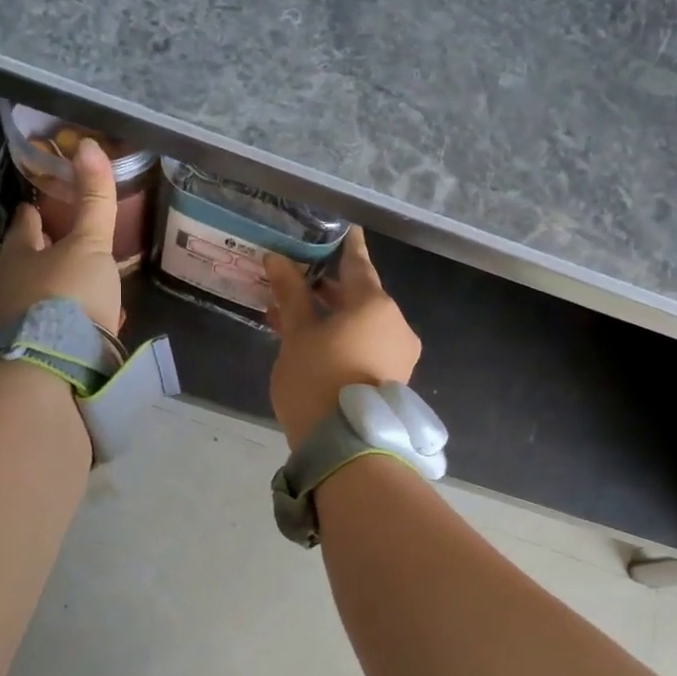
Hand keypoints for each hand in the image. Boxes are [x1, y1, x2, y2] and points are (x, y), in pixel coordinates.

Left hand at [0, 138, 123, 333]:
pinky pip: (52, 327)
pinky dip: (67, 321)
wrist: (58, 363)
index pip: (24, 227)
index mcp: (18, 256)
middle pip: (26, 262)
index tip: (34, 207)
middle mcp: (9, 287)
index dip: (32, 216)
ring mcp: (18, 322)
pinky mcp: (34, 351)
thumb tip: (87, 144)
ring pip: (38, 297)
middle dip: (42, 254)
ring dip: (55, 290)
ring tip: (79, 286)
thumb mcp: (90, 244)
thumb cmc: (69, 293)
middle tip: (61, 245)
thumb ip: (94, 201)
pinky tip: (86, 325)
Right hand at [265, 229, 421, 449]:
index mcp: (376, 305)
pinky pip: (367, 346)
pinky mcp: (394, 379)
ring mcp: (399, 354)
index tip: (348, 228)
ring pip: (362, 324)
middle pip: (360, 296)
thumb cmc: (318, 380)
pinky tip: (312, 343)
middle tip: (297, 279)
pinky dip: (342, 339)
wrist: (347, 447)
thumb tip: (277, 259)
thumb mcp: (298, 335)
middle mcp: (396, 324)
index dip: (348, 245)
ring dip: (330, 318)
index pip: (358, 264)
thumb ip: (291, 295)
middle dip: (327, 289)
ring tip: (291, 316)